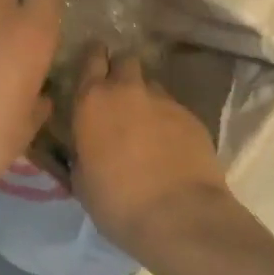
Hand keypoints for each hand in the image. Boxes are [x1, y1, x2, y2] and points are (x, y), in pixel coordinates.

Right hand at [71, 49, 237, 262]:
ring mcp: (163, 101)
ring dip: (146, 98)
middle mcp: (127, 90)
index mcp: (92, 100)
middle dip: (121, 71)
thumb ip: (81, 149)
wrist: (179, 216)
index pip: (91, 58)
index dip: (93, 59)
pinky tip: (170, 146)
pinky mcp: (192, 117)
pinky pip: (174, 109)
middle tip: (119, 96)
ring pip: (152, 85)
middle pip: (125, 60)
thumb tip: (86, 145)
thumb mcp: (81, 178)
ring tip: (147, 125)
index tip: (94, 67)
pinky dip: (169, 121)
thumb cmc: (117, 201)